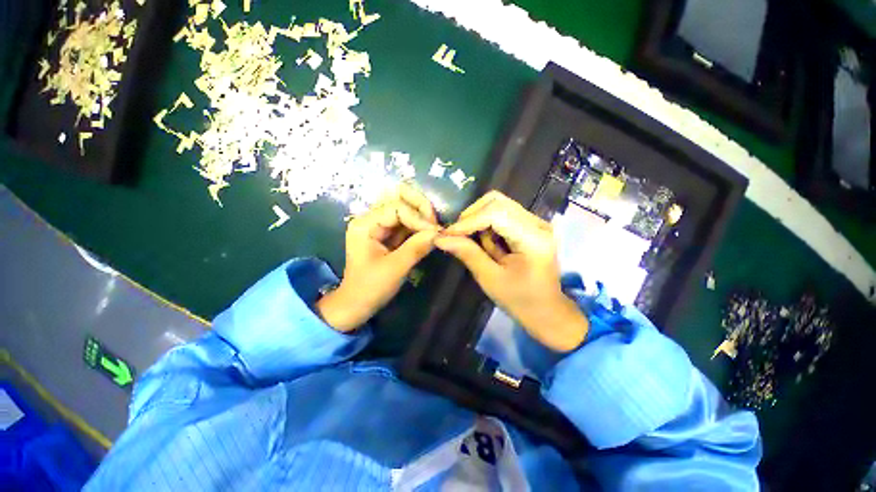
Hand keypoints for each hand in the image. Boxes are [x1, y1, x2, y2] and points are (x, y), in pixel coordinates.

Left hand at [317, 184, 440, 331]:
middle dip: (420, 207)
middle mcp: (371, 219)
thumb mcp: (395, 269)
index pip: (397, 208)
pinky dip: (418, 226)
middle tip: (435, 224)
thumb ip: (417, 248)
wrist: (356, 305)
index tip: (436, 232)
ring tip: (435, 230)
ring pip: (405, 208)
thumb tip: (439, 233)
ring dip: (421, 216)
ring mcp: (379, 225)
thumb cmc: (370, 288)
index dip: (419, 217)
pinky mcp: (387, 234)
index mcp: (365, 224)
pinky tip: (428, 234)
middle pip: (399, 199)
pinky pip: (406, 222)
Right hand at [435, 191, 588, 351]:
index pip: (496, 214)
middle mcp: (538, 224)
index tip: (447, 233)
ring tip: (474, 241)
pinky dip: (487, 223)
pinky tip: (486, 242)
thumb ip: (468, 254)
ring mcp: (536, 222)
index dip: (468, 221)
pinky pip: (502, 213)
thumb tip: (440, 238)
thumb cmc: (520, 300)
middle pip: (497, 202)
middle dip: (472, 216)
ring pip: (499, 204)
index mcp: (533, 239)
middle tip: (457, 235)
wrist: (546, 310)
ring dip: (479, 219)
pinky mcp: (531, 225)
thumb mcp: (490, 279)